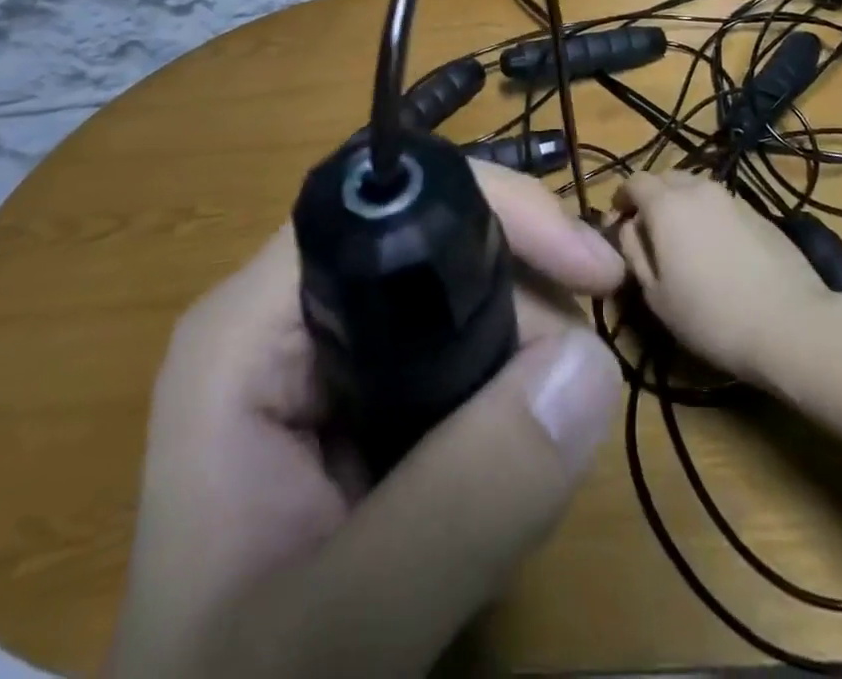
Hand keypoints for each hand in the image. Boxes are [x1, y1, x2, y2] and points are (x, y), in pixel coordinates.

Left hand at [106, 161, 626, 678]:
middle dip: (524, 293)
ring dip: (525, 345)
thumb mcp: (339, 631)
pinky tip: (515, 456)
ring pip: (453, 297)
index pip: (382, 210)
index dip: (493, 211)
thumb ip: (463, 502)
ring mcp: (322, 362)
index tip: (592, 271)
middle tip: (580, 377)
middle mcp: (283, 321)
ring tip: (544, 442)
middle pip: (429, 246)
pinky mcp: (354, 404)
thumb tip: (592, 359)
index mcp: (249, 332)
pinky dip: (507, 386)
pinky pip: (453, 353)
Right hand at [615, 171, 834, 386]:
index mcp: (666, 203)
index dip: (621, 198)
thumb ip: (633, 250)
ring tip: (684, 242)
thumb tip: (629, 226)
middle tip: (649, 233)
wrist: (791, 323)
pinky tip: (717, 251)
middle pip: (666, 179)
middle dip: (651, 198)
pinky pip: (721, 205)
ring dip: (682, 206)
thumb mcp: (655, 294)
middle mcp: (698, 189)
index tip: (618, 222)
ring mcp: (733, 198)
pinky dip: (709, 218)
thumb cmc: (711, 315)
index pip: (634, 181)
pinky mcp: (760, 213)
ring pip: (696, 190)